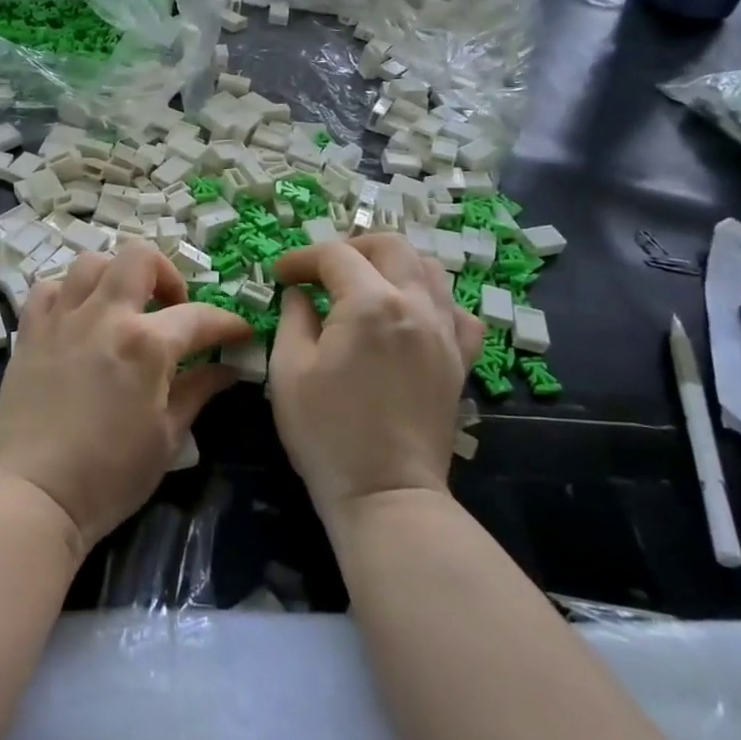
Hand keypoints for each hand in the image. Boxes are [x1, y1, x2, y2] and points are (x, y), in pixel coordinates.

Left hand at [0, 242, 253, 554]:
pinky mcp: (29, 332)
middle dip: (167, 274)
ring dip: (116, 276)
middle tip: (172, 308)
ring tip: (124, 307)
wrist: (32, 495)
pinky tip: (78, 318)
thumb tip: (227, 369)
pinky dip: (68, 293)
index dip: (227, 322)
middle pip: (139, 258)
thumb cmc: (109, 476)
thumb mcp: (167, 438)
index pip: (199, 316)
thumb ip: (197, 392)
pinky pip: (49, 288)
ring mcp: (62, 319)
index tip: (239, 332)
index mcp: (146, 344)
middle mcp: (105, 316)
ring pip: (91, 262)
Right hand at [270, 237, 484, 518]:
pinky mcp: (460, 360)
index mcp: (369, 304)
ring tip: (365, 284)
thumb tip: (300, 293)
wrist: (386, 494)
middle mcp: (416, 305)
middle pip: (390, 245)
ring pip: (430, 269)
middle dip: (351, 247)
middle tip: (322, 271)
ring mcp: (446, 332)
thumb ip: (293, 317)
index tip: (280, 275)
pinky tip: (410, 316)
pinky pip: (457, 311)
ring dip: (392, 264)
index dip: (302, 259)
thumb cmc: (327, 433)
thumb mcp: (288, 370)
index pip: (334, 255)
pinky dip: (432, 300)